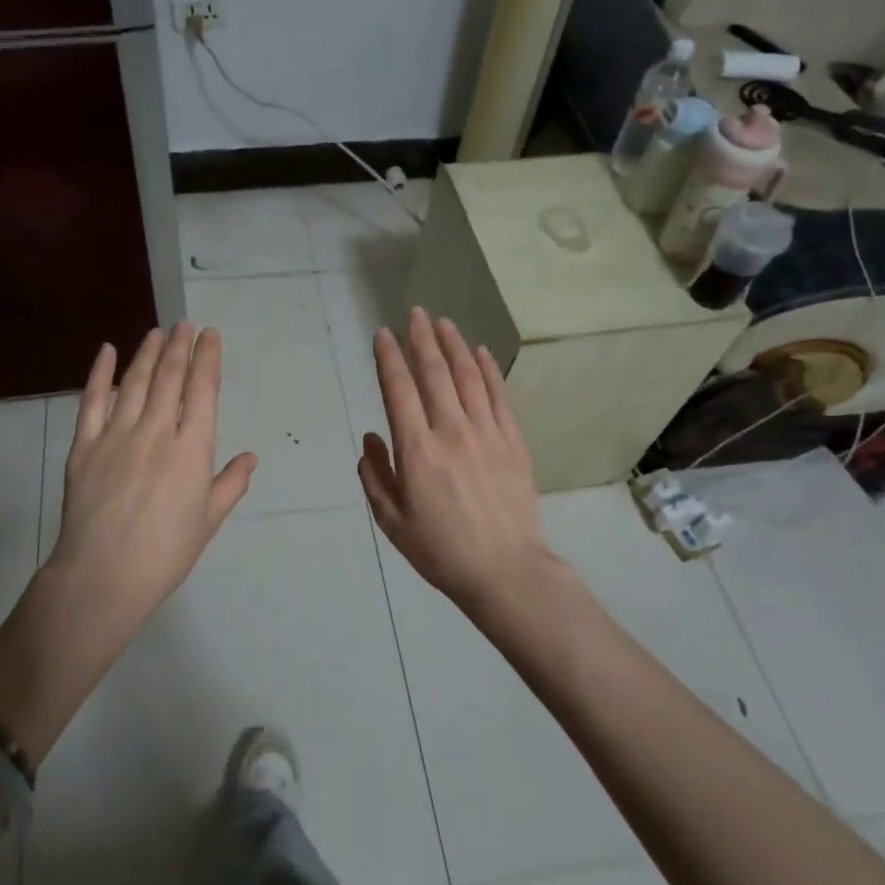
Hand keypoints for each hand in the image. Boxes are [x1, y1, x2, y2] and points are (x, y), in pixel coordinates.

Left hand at [0, 324, 255, 760]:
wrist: (102, 576)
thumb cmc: (164, 554)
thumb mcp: (207, 522)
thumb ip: (230, 484)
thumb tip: (250, 457)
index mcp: (191, 449)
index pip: (203, 390)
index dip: (208, 358)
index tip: (210, 335)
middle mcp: (156, 431)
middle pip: (170, 376)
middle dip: (180, 346)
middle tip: (185, 324)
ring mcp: (116, 434)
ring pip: (135, 381)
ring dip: (148, 352)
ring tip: (157, 332)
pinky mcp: (85, 444)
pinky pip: (92, 400)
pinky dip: (100, 372)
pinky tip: (106, 351)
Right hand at [359, 308, 555, 615]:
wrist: (505, 571)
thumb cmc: (440, 551)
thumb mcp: (392, 521)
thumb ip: (375, 476)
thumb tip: (372, 438)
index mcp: (417, 451)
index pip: (399, 391)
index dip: (389, 358)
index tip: (382, 335)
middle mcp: (451, 432)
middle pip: (434, 374)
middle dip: (421, 339)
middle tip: (414, 313)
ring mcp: (487, 434)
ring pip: (468, 377)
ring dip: (454, 346)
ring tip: (443, 322)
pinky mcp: (513, 442)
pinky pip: (499, 396)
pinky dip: (489, 370)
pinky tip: (481, 352)